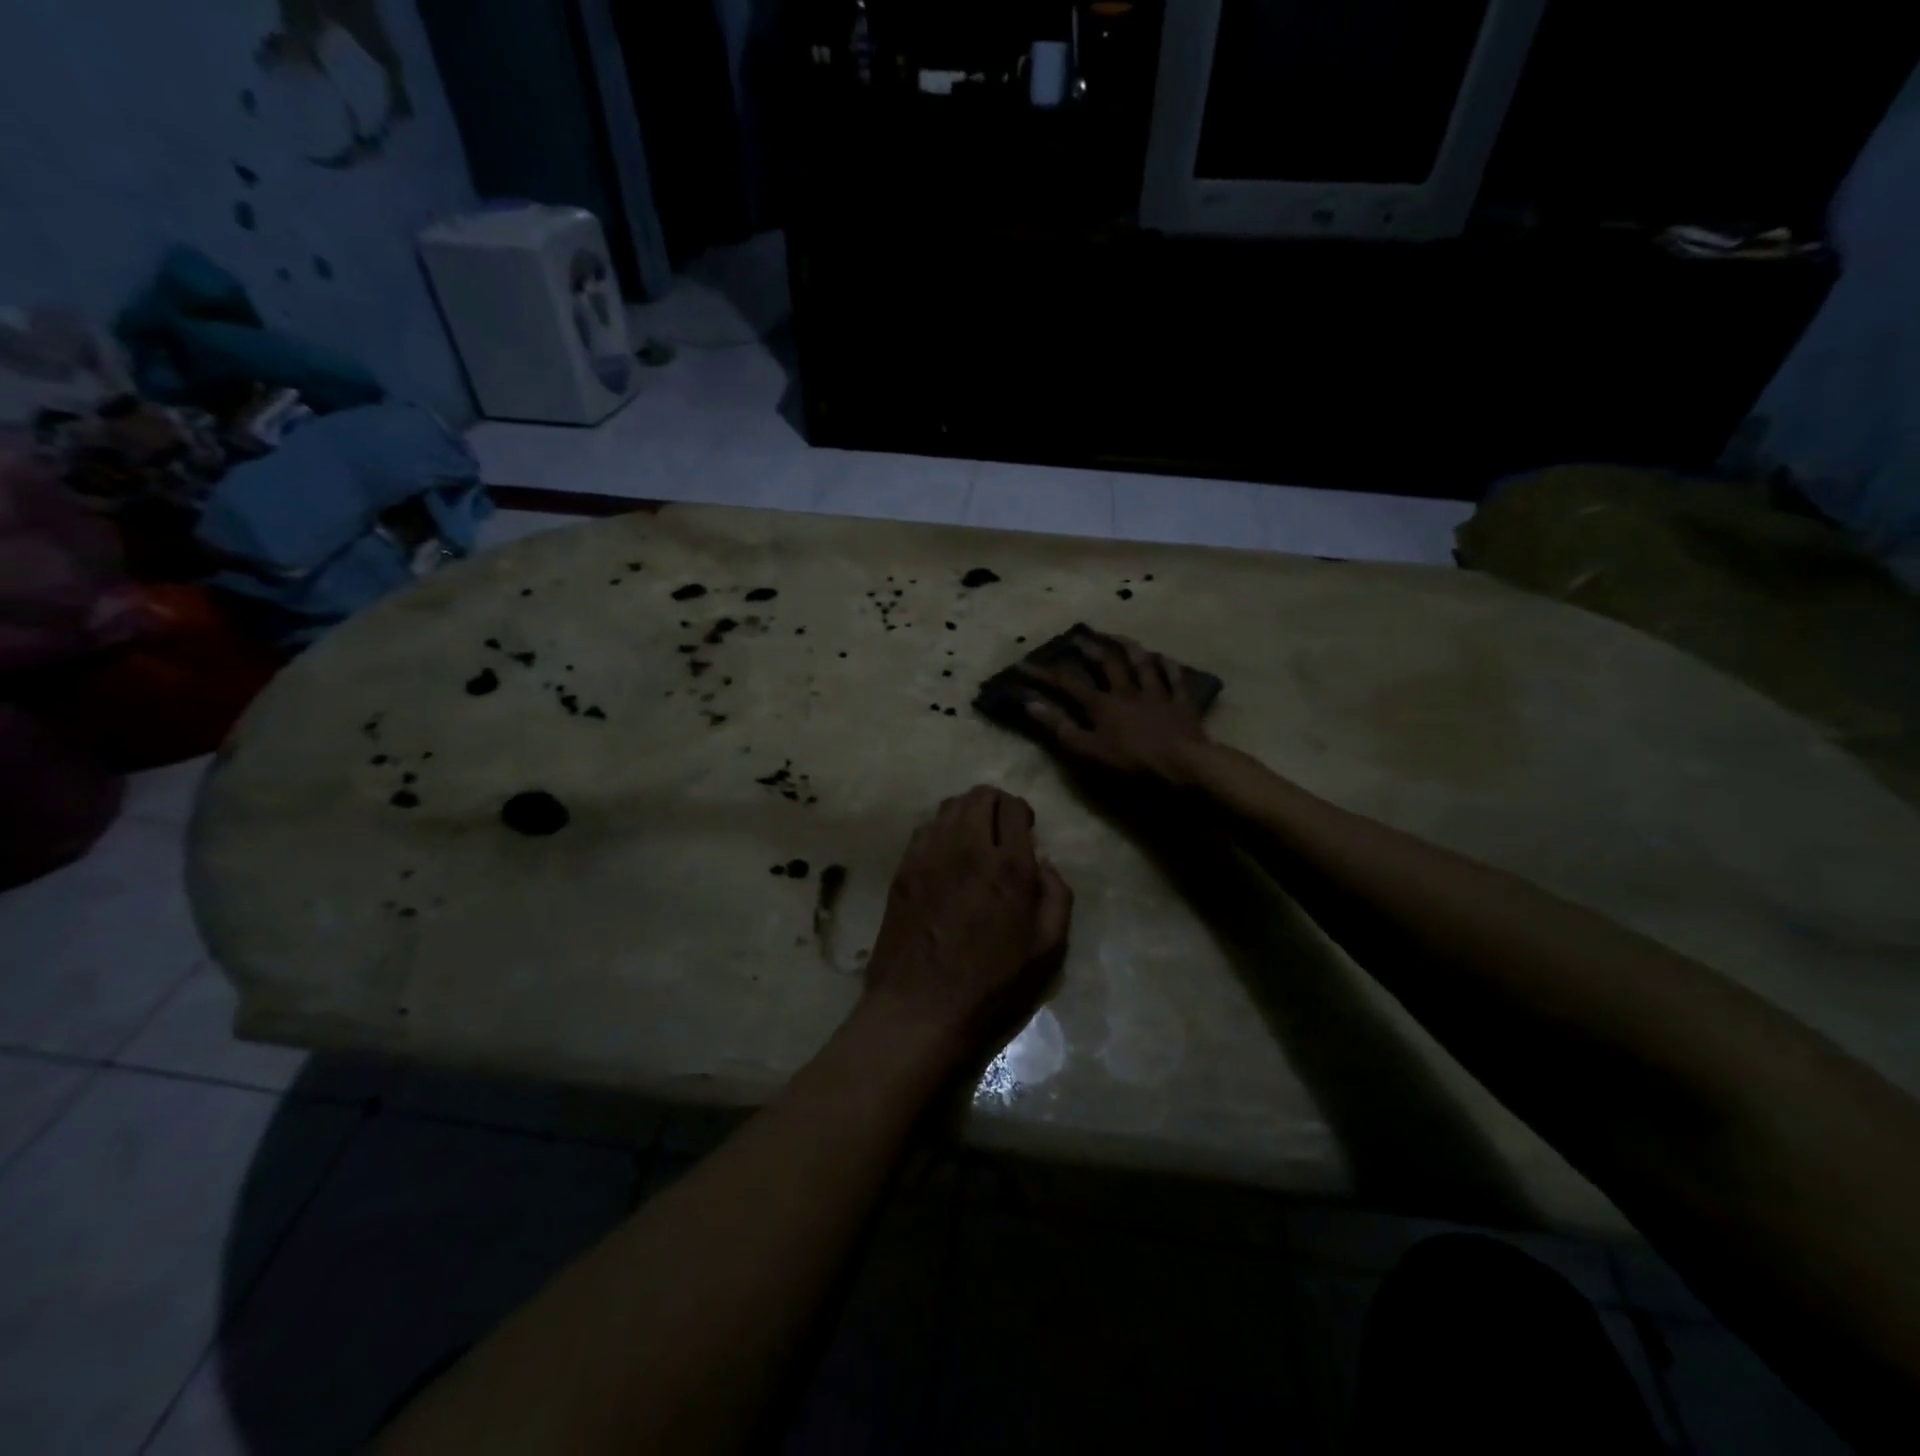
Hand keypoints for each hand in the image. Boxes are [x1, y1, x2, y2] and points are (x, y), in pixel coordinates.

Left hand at [864, 786, 1072, 1062]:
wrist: (921, 1008)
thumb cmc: (991, 985)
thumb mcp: (1047, 949)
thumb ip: (1056, 895)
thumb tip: (1043, 863)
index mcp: (1008, 866)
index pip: (1013, 807)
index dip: (1022, 813)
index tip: (1025, 831)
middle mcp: (967, 848)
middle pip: (979, 796)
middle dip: (996, 805)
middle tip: (1000, 832)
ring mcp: (929, 855)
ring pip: (949, 806)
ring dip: (967, 814)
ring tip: (973, 841)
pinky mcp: (903, 868)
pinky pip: (924, 828)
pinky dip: (940, 830)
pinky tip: (945, 857)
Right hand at [1019, 632, 1210, 783]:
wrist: (1184, 765)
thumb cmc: (1132, 763)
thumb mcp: (1088, 750)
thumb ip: (1060, 727)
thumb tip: (1030, 703)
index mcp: (1102, 704)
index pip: (1067, 683)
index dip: (1043, 674)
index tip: (1023, 664)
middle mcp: (1127, 691)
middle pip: (1107, 663)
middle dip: (1090, 648)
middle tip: (1078, 636)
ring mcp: (1157, 694)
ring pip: (1142, 664)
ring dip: (1129, 648)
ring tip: (1119, 637)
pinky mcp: (1181, 704)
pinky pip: (1175, 679)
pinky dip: (1168, 667)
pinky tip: (1164, 658)